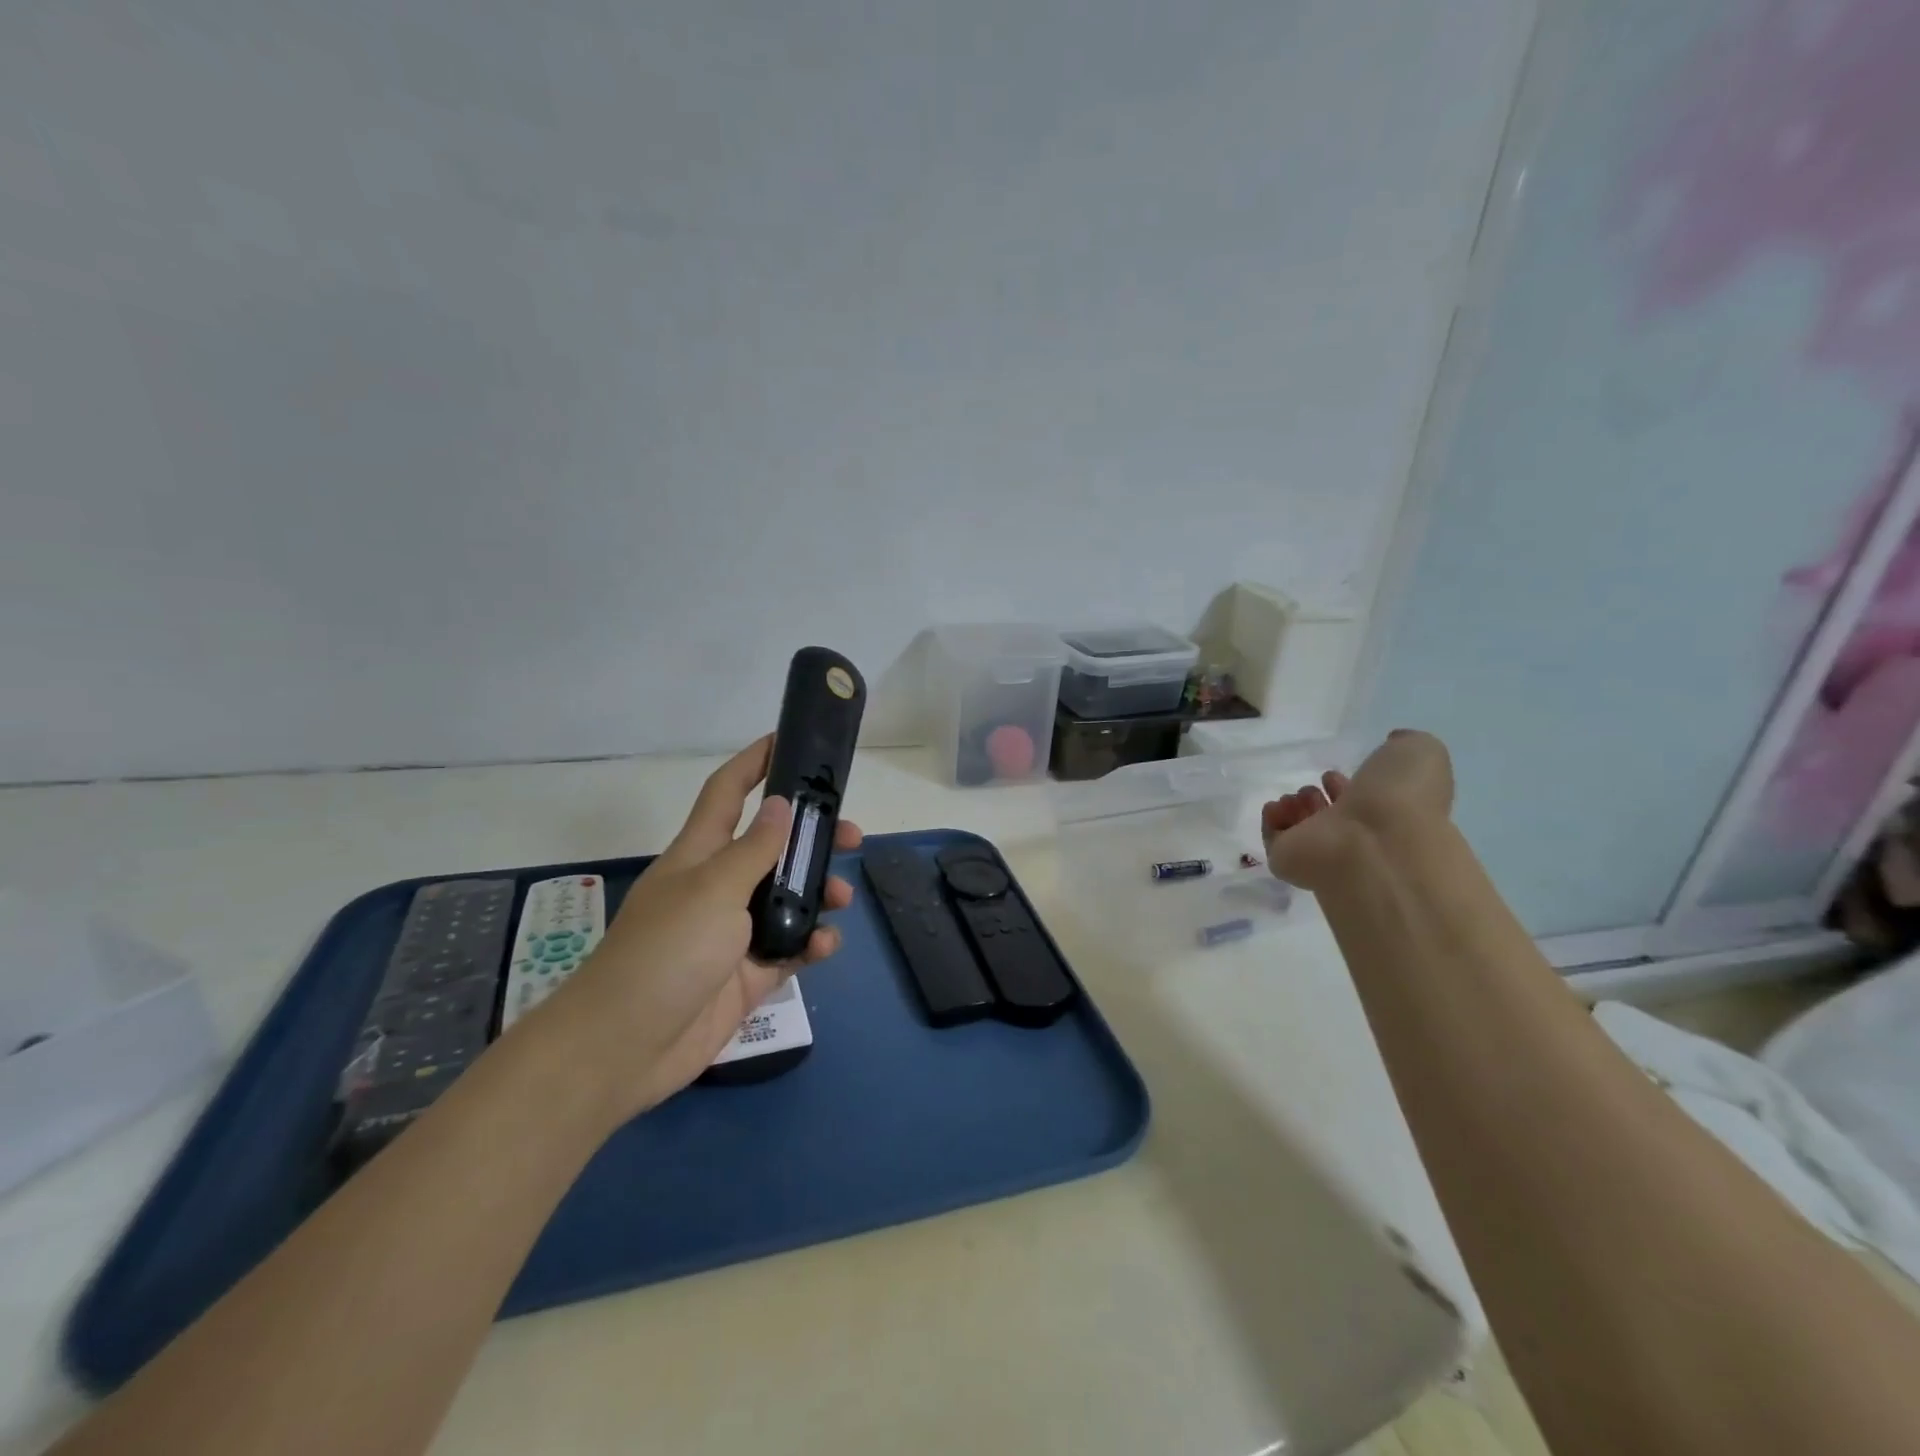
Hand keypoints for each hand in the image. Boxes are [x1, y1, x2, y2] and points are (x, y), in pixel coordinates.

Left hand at [540, 736, 860, 1121]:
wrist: (627, 1047)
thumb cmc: (667, 951)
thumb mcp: (714, 889)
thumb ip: (754, 849)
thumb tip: (780, 805)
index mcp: (700, 854)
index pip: (727, 792)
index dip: (754, 763)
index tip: (788, 740)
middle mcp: (718, 886)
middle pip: (772, 846)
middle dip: (811, 836)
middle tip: (850, 835)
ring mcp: (733, 932)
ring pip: (787, 898)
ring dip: (818, 892)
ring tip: (841, 898)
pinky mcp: (747, 973)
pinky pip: (790, 948)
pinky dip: (811, 943)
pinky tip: (824, 945)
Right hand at [1261, 730, 1453, 891]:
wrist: (1375, 844)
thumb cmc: (1402, 799)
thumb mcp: (1422, 752)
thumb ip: (1407, 743)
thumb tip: (1392, 741)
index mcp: (1390, 814)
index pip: (1364, 803)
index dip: (1347, 786)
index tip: (1333, 773)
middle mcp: (1358, 836)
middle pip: (1330, 817)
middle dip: (1317, 798)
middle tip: (1311, 786)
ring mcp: (1324, 853)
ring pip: (1303, 830)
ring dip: (1295, 808)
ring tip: (1294, 796)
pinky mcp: (1291, 862)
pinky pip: (1276, 841)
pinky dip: (1272, 822)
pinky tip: (1276, 806)